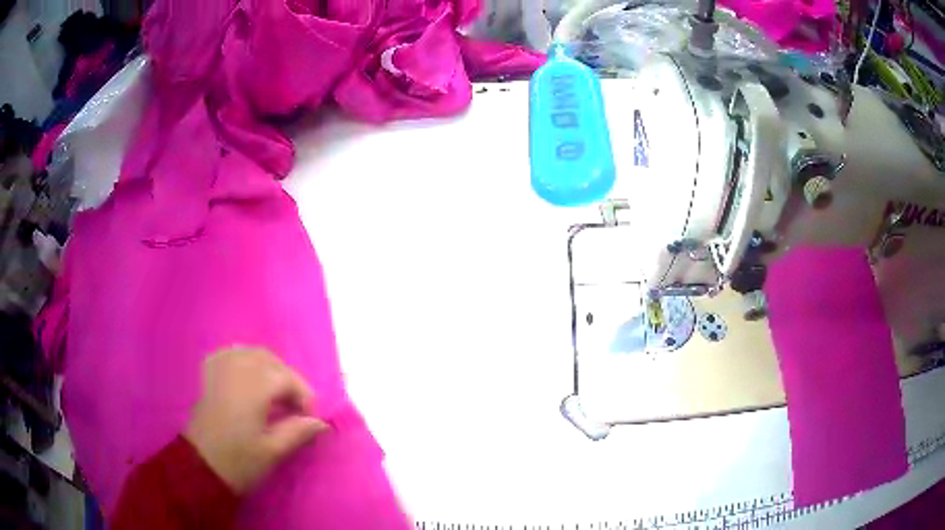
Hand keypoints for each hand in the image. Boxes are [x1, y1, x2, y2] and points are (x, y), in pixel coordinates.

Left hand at [185, 347, 327, 493]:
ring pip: (251, 353)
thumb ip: (298, 432)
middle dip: (289, 380)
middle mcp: (236, 369)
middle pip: (271, 360)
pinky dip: (245, 360)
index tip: (309, 420)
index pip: (288, 378)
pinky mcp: (209, 374)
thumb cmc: (239, 461)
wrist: (200, 467)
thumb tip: (321, 423)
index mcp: (253, 387)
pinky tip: (248, 376)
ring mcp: (220, 368)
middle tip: (296, 408)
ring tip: (276, 393)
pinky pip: (230, 354)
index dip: (305, 397)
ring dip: (269, 368)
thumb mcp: (273, 451)